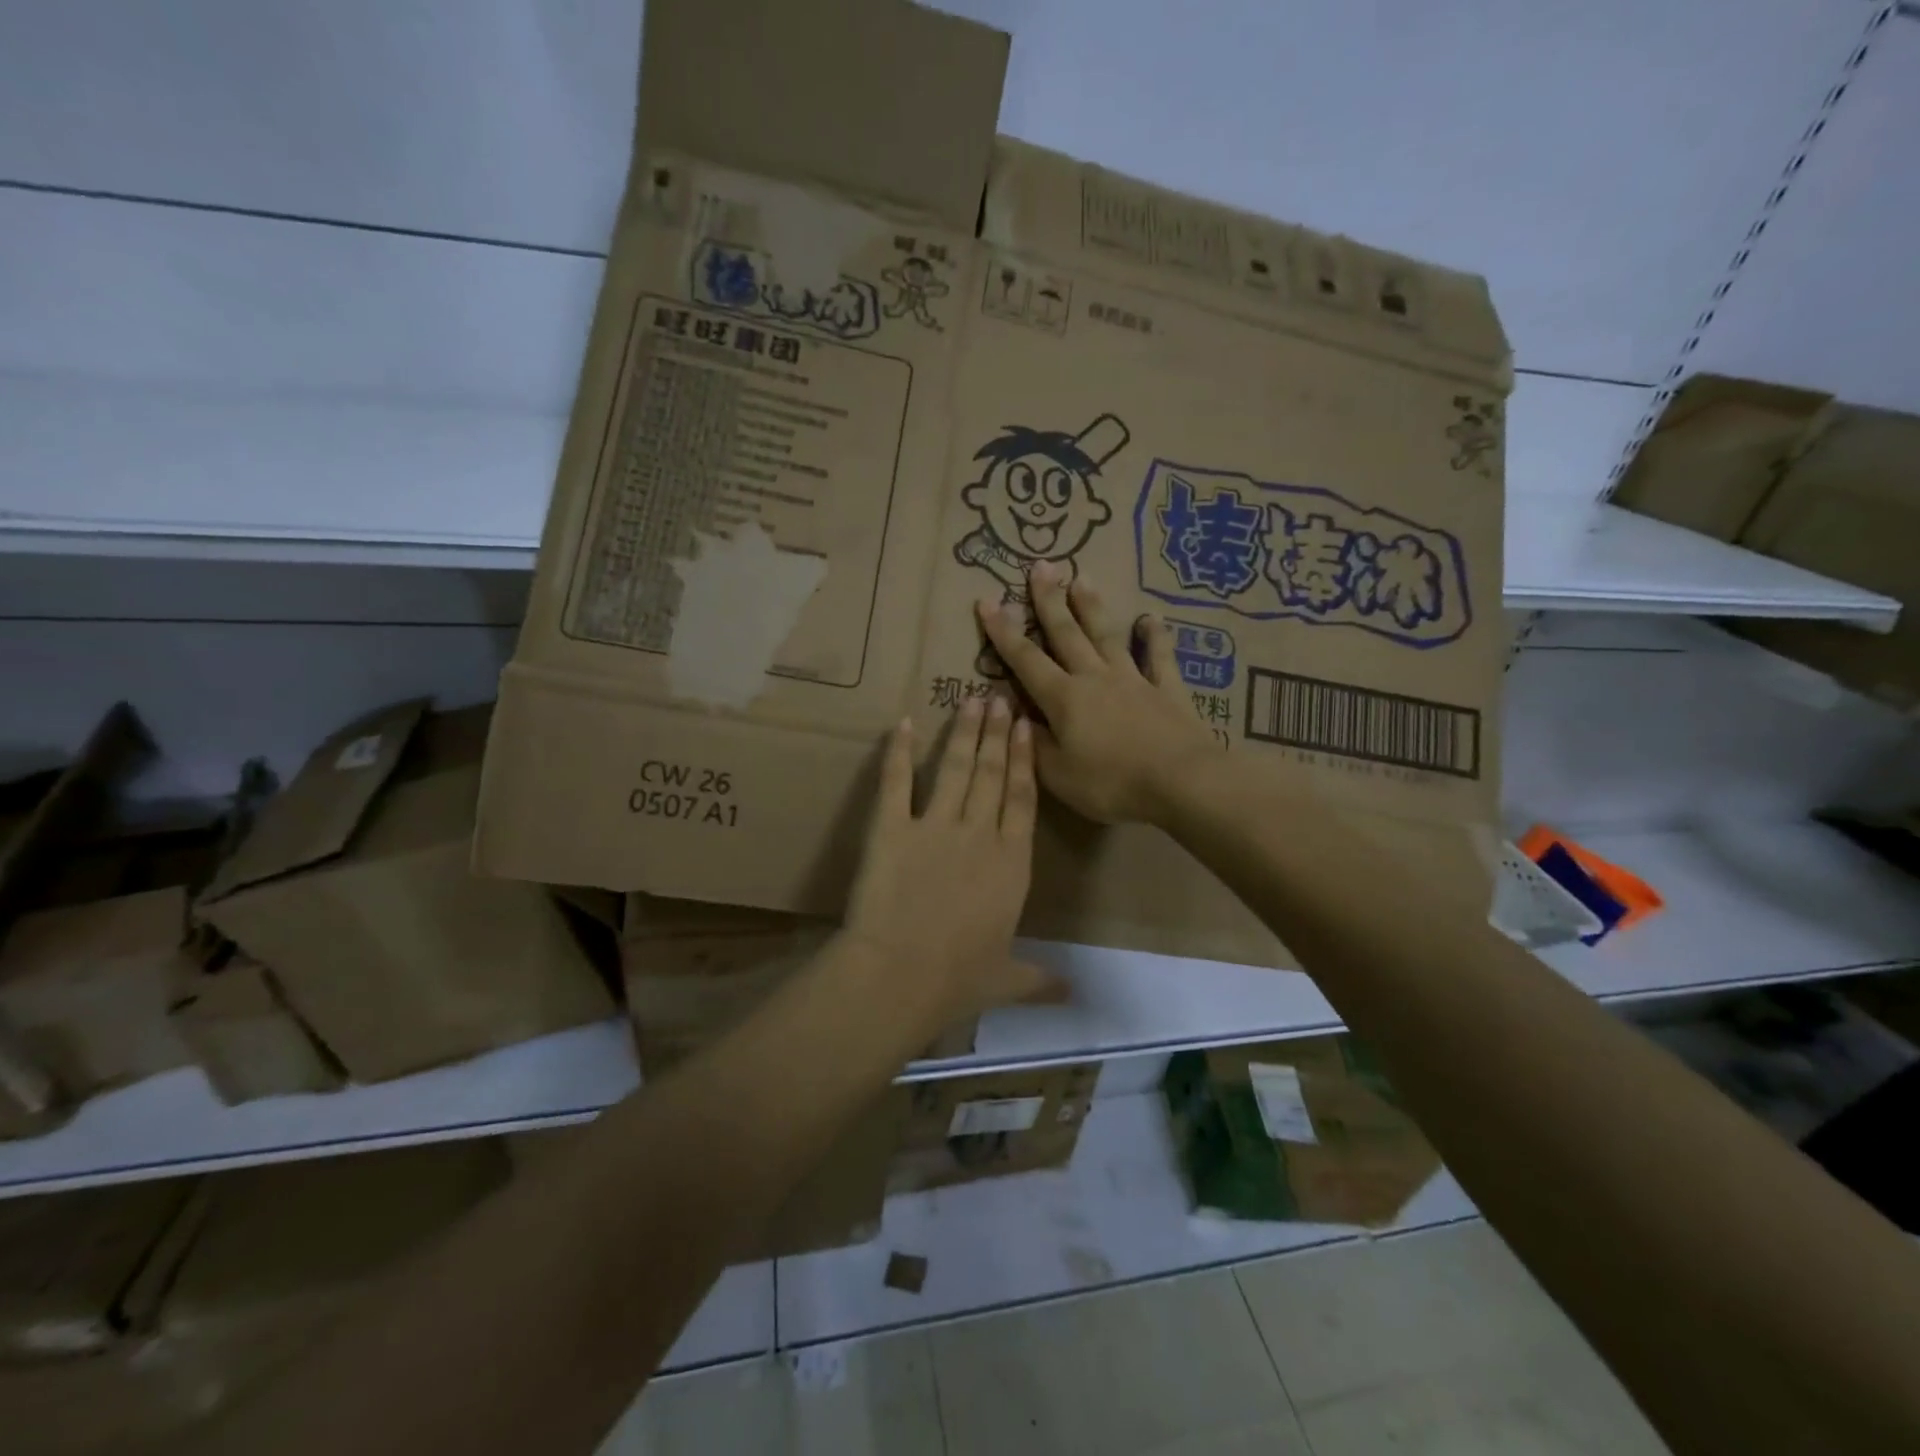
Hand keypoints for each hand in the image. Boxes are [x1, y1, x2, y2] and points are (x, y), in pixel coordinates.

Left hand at [843, 699, 1059, 1025]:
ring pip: (956, 768)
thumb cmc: (958, 980)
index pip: (1023, 800)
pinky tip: (903, 724)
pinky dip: (899, 752)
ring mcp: (935, 826)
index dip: (1025, 762)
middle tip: (1001, 696)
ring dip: (965, 733)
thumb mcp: (1005, 980)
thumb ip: (1039, 979)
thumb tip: (1075, 994)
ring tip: (972, 700)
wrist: (900, 974)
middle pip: (993, 774)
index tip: (1027, 729)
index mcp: (1012, 864)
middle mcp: (979, 834)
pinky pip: (897, 781)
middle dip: (998, 733)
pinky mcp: (892, 827)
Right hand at [976, 561, 1220, 824]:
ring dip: (1093, 608)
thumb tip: (1016, 716)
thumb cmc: (1111, 783)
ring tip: (1082, 578)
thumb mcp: (1058, 775)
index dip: (1003, 632)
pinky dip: (1155, 637)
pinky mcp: (1168, 690)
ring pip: (1108, 636)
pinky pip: (1159, 658)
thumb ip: (1034, 744)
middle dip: (1049, 601)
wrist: (1181, 783)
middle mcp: (1095, 678)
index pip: (1025, 660)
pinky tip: (1152, 619)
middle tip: (1041, 566)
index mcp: (1063, 698)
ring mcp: (1134, 680)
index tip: (986, 601)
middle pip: (1067, 634)